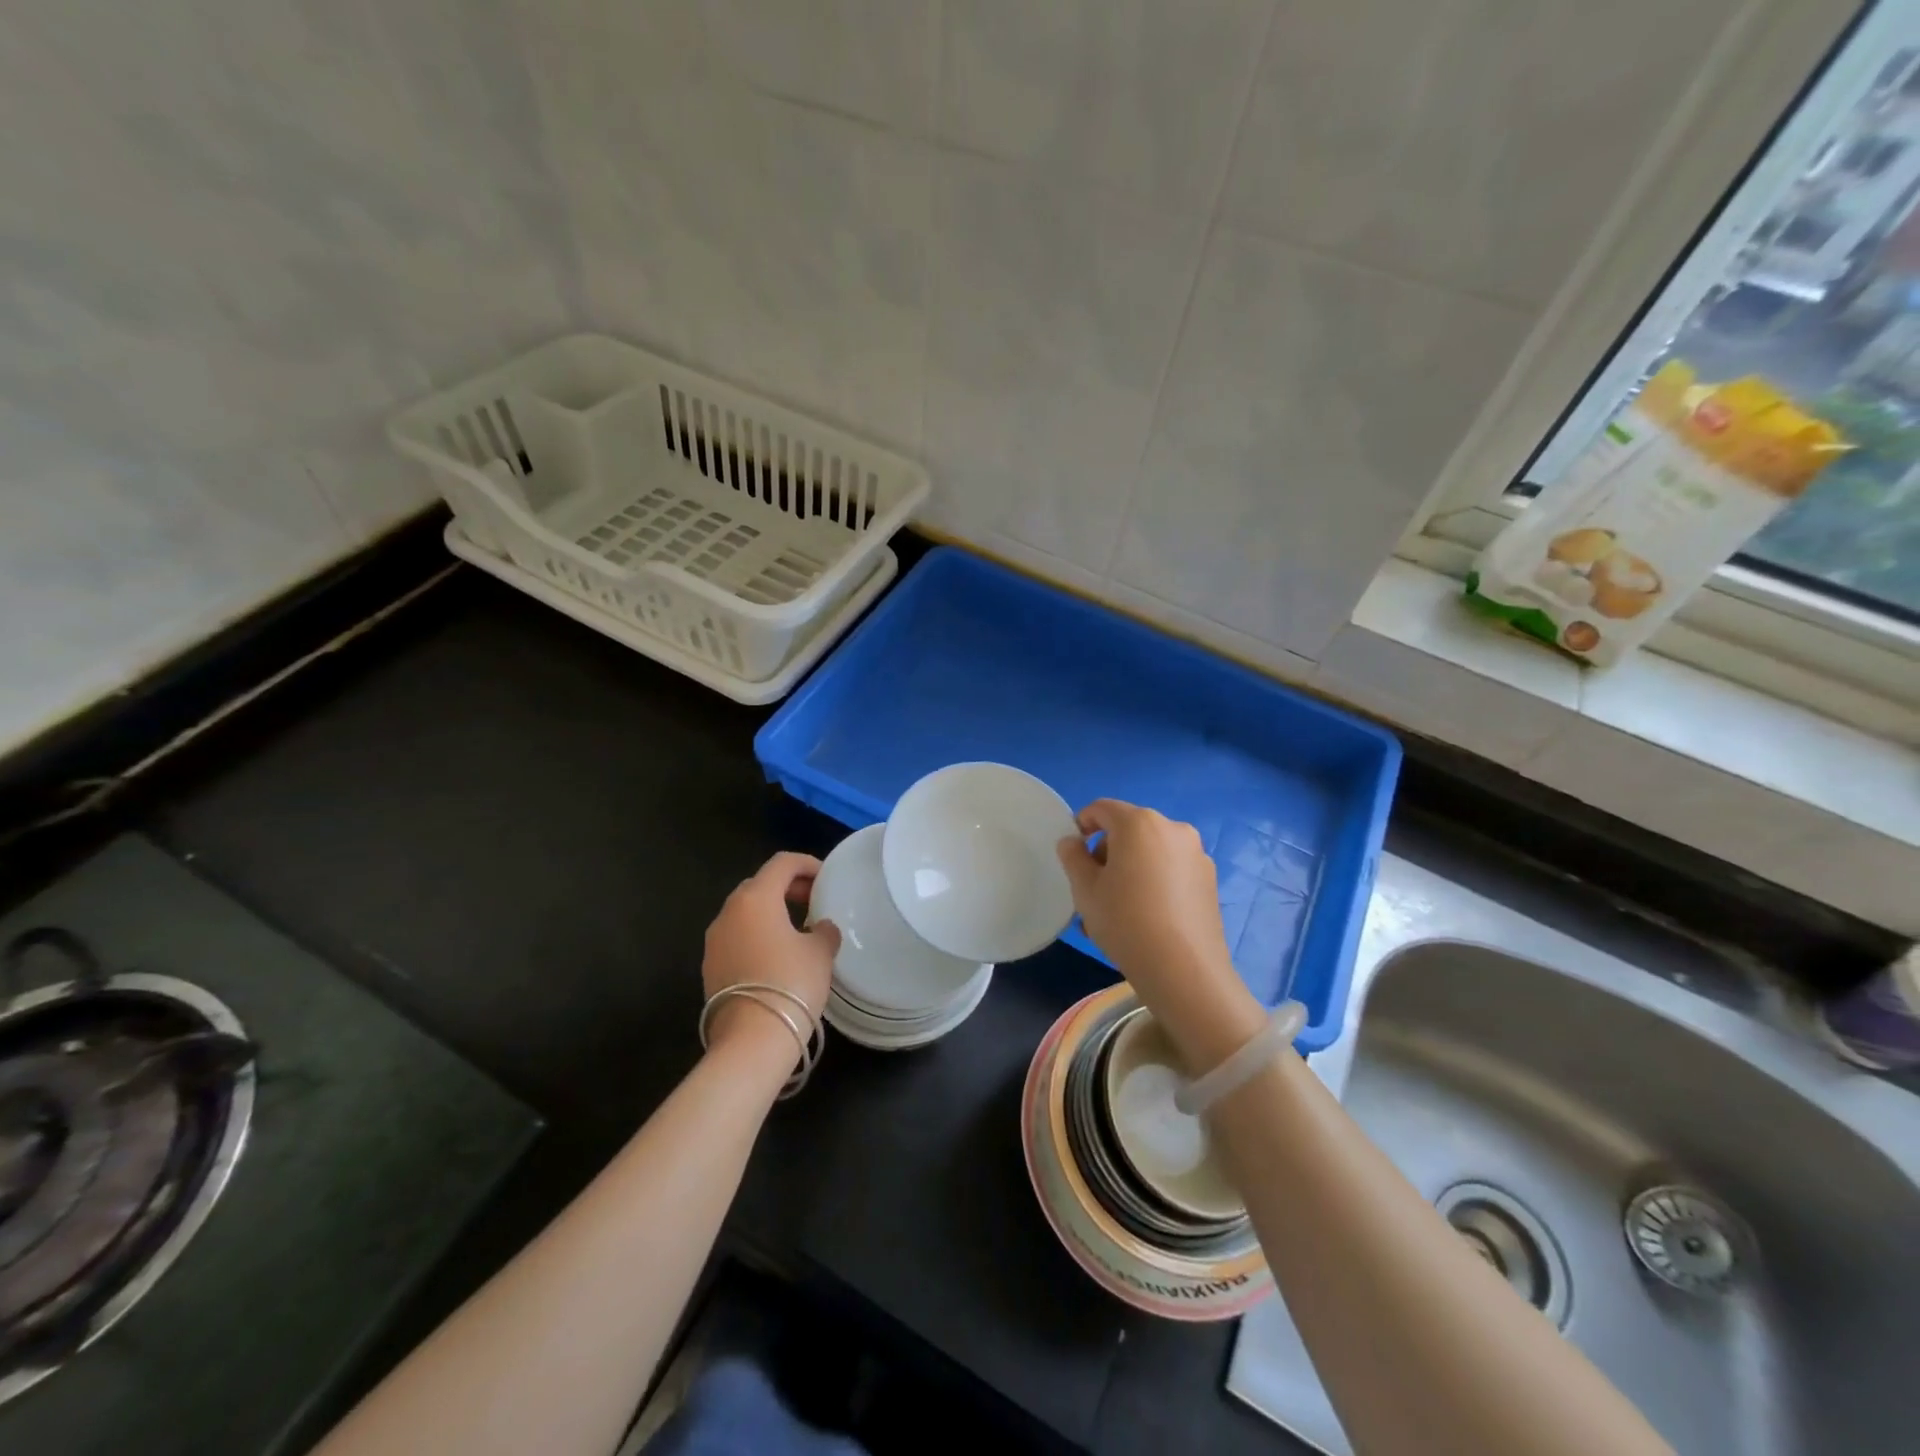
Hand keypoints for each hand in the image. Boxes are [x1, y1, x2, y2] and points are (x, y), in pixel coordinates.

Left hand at [702, 852, 839, 1060]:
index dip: (807, 864)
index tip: (826, 878)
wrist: (751, 1040)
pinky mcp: (710, 967)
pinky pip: (736, 938)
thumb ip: (823, 931)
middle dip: (787, 887)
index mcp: (756, 898)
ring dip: (770, 912)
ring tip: (797, 929)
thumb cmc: (791, 983)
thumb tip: (820, 928)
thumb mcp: (820, 952)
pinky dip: (757, 935)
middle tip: (813, 900)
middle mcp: (729, 912)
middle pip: (759, 884)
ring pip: (745, 912)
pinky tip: (777, 956)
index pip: (782, 863)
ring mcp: (714, 941)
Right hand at [1057, 801, 1261, 1070]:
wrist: (1183, 970)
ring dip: (1131, 869)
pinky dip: (1154, 882)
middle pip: (1129, 829)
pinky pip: (1171, 870)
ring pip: (1151, 852)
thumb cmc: (1125, 921)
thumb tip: (1072, 842)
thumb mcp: (1085, 890)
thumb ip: (1073, 857)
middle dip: (1108, 852)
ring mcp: (1196, 854)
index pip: (1102, 808)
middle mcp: (1172, 828)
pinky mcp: (1209, 879)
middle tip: (1094, 889)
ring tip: (1118, 909)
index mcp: (1139, 823)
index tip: (1074, 852)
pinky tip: (1146, 917)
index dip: (1082, 824)